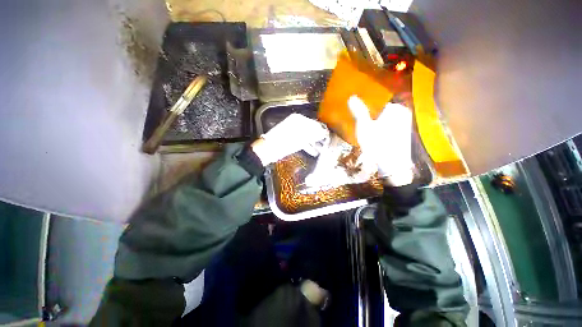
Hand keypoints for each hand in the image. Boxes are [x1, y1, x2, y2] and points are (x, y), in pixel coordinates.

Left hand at [251, 113, 328, 165]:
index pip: (314, 123)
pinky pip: (302, 141)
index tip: (329, 136)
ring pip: (307, 136)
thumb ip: (314, 134)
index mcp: (298, 119)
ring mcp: (293, 131)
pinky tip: (314, 152)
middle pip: (311, 130)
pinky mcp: (291, 139)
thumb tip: (324, 132)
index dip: (322, 130)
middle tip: (327, 144)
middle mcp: (296, 123)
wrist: (269, 149)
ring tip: (322, 149)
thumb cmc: (285, 142)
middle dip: (319, 137)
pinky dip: (308, 146)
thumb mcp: (301, 137)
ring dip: (315, 143)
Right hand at [348, 96, 413, 185]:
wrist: (392, 164)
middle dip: (372, 115)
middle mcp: (403, 113)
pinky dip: (383, 128)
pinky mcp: (404, 132)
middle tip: (365, 126)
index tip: (361, 116)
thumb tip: (352, 97)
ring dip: (377, 122)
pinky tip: (377, 137)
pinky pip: (390, 126)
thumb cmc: (377, 143)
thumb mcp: (364, 126)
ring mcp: (405, 123)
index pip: (378, 102)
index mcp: (395, 108)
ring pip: (386, 118)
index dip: (367, 108)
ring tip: (370, 132)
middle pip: (382, 110)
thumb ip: (359, 111)